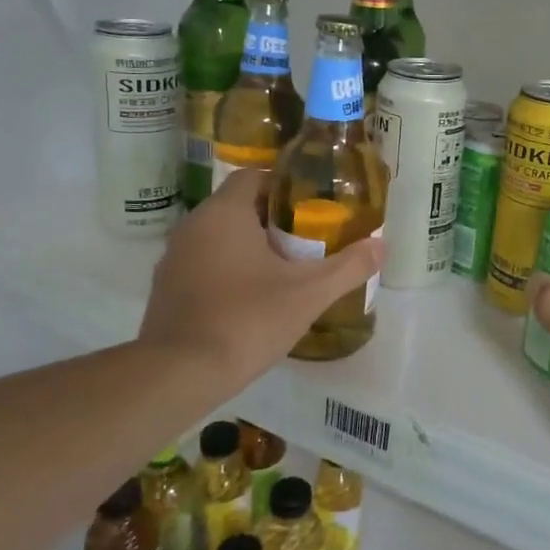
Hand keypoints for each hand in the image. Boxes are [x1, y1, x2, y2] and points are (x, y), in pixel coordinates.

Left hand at [139, 169, 382, 399]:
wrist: (180, 373)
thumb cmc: (247, 319)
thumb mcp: (309, 293)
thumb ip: (348, 266)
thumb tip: (383, 245)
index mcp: (224, 214)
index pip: (253, 176)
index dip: (284, 184)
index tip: (312, 203)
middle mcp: (193, 226)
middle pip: (238, 206)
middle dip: (273, 218)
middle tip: (308, 238)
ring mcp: (174, 258)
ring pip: (219, 237)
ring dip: (249, 245)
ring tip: (285, 268)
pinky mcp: (166, 289)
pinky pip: (203, 264)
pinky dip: (228, 269)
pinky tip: (252, 298)